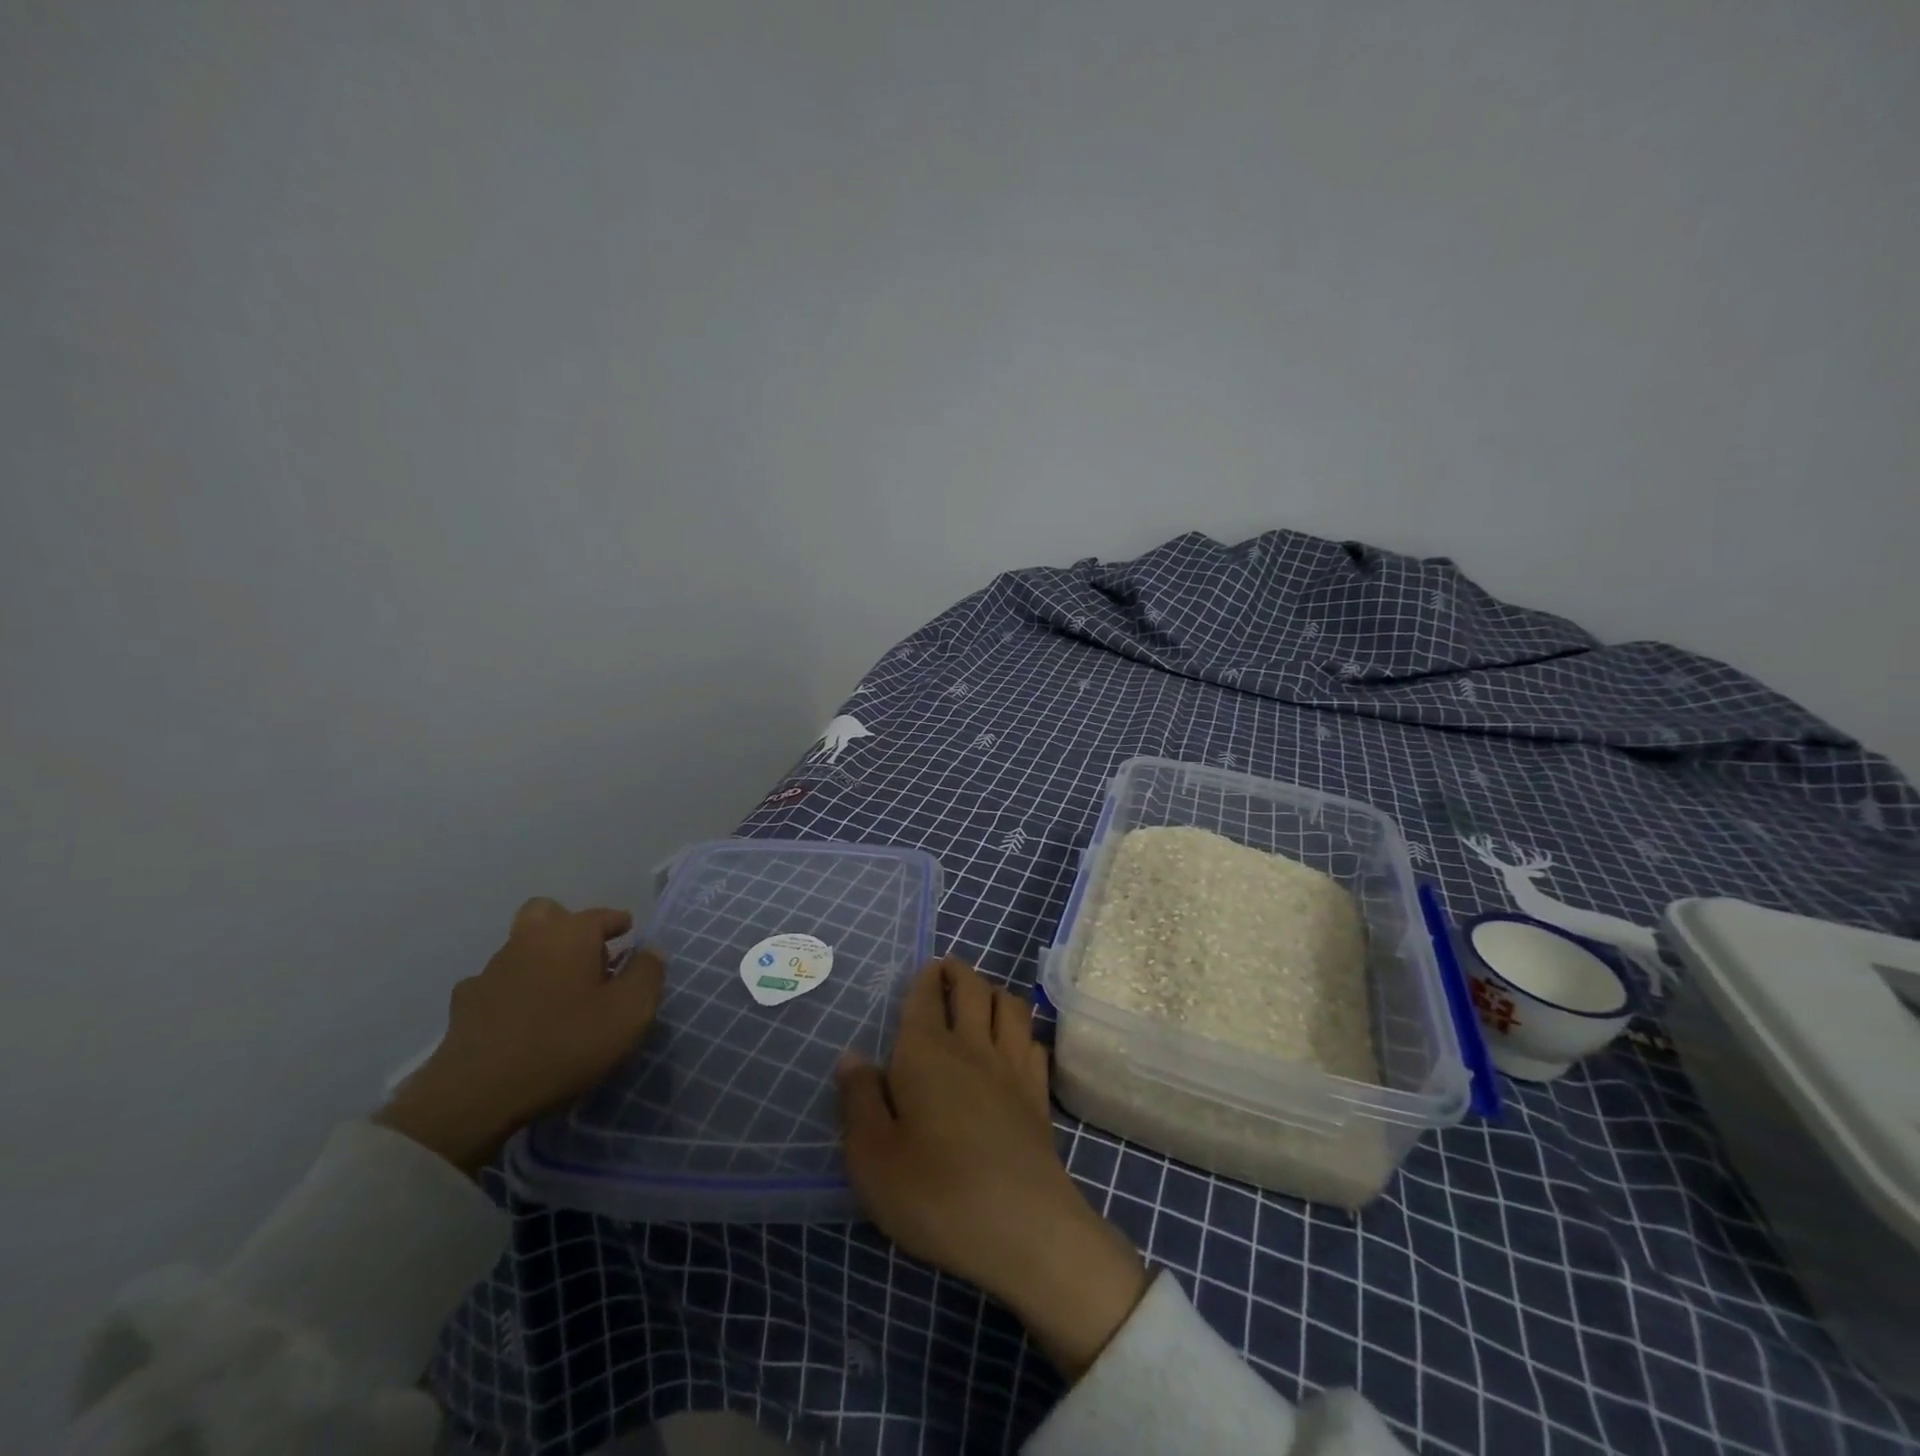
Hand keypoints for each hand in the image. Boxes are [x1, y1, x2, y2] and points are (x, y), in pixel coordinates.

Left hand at [374, 897, 665, 1174]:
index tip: (629, 935)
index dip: (618, 923)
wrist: (476, 1095)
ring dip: (540, 958)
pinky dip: (511, 991)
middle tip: (588, 955)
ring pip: (520, 947)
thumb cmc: (565, 1044)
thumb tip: (650, 951)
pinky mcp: (464, 1005)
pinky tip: (520, 1018)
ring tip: (558, 992)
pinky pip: (495, 984)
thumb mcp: (629, 1012)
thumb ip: (647, 974)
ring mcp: (491, 971)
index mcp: (570, 935)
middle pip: (547, 914)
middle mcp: (528, 941)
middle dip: (568, 926)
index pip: (601, 915)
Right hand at [835, 956, 1150, 1380]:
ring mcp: (1012, 1067)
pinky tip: (1017, 1042)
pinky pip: (1034, 1043)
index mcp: (925, 1051)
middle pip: (972, 988)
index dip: (925, 978)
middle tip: (949, 969)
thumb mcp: (871, 1155)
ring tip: (984, 994)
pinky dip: (1024, 1030)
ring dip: (995, 991)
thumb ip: (859, 1099)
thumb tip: (852, 1056)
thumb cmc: (934, 1191)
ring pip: (1010, 1006)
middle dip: (960, 971)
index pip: (925, 996)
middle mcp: (971, 1046)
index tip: (924, 970)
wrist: (1021, 1226)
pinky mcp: (1039, 1096)